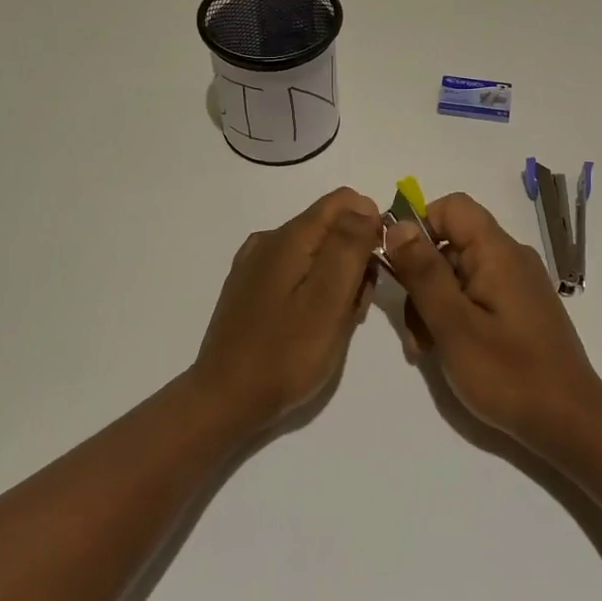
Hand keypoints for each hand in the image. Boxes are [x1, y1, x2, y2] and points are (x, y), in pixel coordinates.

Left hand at [191, 187, 381, 434]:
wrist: (225, 399)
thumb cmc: (286, 353)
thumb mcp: (329, 299)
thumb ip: (349, 246)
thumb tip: (364, 205)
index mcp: (290, 237)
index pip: (344, 201)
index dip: (371, 225)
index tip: (376, 267)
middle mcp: (270, 239)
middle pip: (330, 227)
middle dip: (354, 258)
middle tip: (354, 308)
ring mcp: (255, 264)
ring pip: (315, 252)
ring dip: (336, 278)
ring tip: (335, 324)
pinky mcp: (249, 288)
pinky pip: (295, 271)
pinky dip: (314, 289)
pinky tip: (311, 324)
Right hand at [382, 192, 601, 446]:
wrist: (569, 423)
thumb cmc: (508, 373)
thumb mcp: (453, 324)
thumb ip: (423, 272)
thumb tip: (397, 225)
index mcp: (498, 252)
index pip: (452, 207)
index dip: (420, 227)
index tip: (400, 267)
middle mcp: (510, 258)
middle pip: (450, 243)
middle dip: (422, 279)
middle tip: (414, 331)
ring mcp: (517, 284)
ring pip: (458, 273)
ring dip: (433, 303)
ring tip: (427, 349)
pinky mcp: (519, 309)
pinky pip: (476, 295)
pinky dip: (454, 315)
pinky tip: (447, 351)